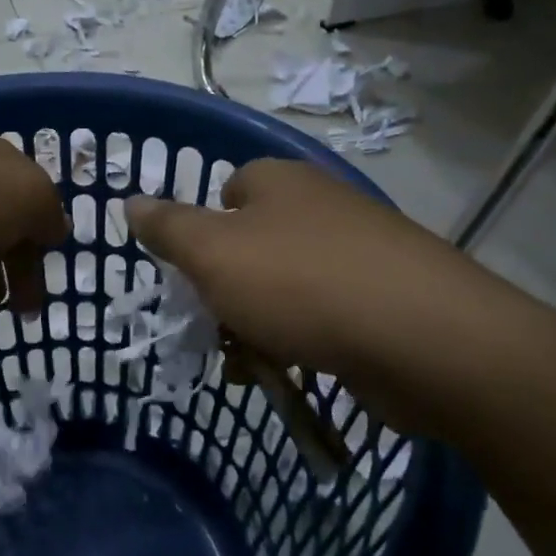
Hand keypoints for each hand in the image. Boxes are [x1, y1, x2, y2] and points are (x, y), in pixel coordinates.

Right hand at [125, 159, 470, 430]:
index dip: (202, 233)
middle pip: (253, 246)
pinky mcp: (386, 299)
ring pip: (285, 288)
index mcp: (280, 182)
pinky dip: (300, 343)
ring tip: (247, 365)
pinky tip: (291, 374)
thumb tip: (130, 201)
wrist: (425, 339)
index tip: (193, 276)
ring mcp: (360, 253)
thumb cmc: (301, 284)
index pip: (227, 191)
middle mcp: (321, 207)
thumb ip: (168, 228)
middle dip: (226, 292)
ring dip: (258, 326)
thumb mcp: (213, 254)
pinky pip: (324, 318)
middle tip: (213, 330)